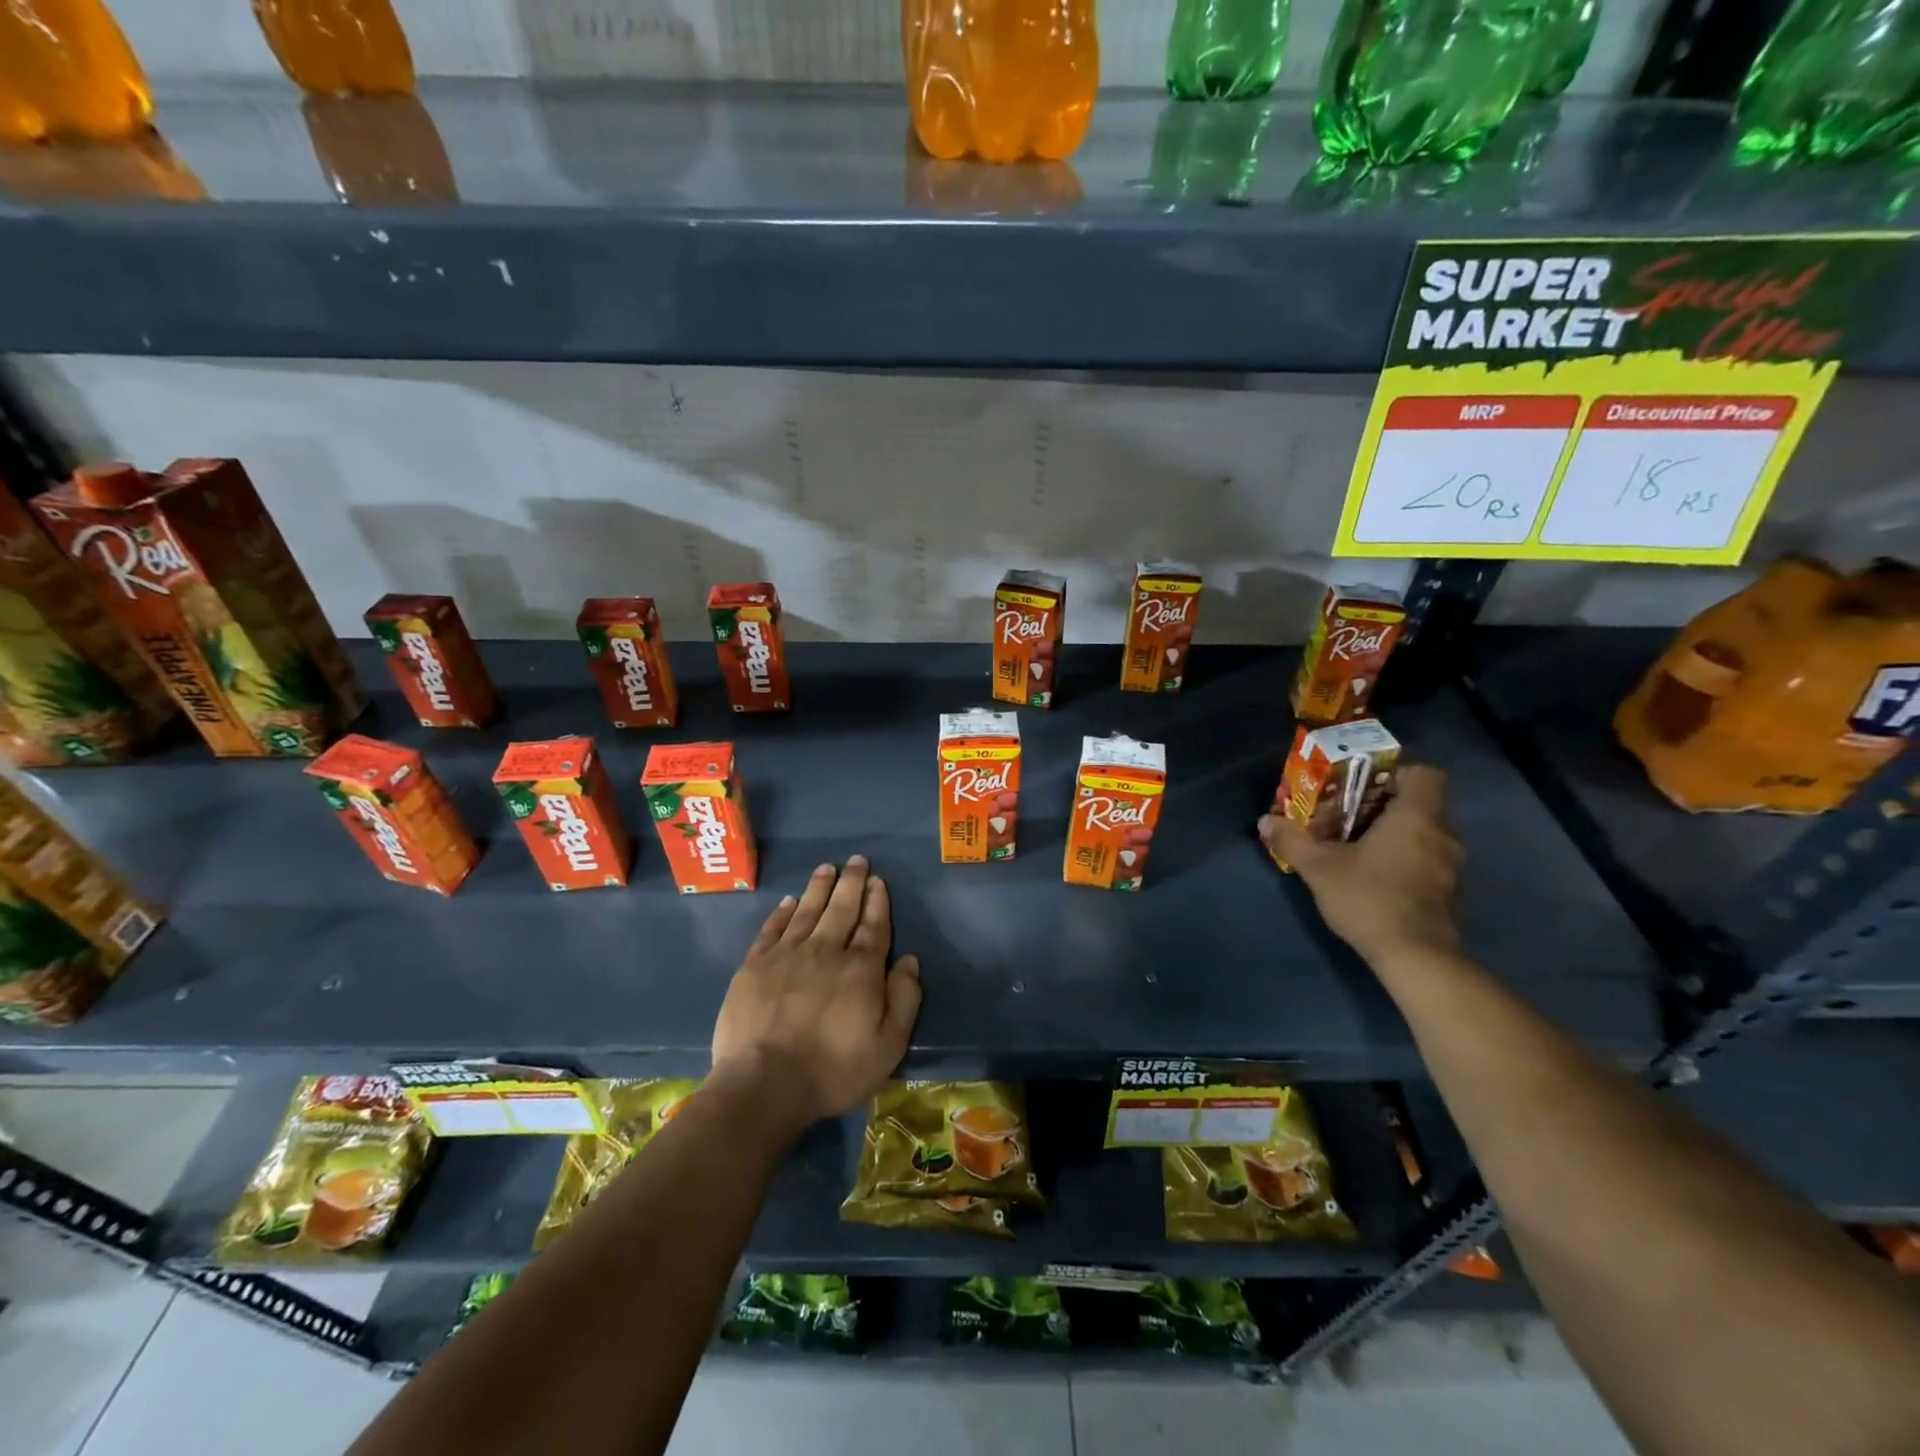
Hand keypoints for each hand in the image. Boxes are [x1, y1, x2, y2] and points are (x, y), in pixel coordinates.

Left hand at [710, 856, 921, 1132]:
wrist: (765, 1084)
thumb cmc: (834, 1070)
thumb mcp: (888, 1045)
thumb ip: (904, 999)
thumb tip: (909, 960)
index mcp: (861, 968)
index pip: (873, 925)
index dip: (877, 901)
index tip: (877, 880)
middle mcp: (826, 951)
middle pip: (841, 909)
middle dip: (852, 883)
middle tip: (856, 861)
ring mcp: (787, 955)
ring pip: (807, 911)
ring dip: (819, 888)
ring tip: (827, 868)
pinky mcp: (755, 966)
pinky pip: (772, 929)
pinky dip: (782, 912)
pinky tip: (789, 901)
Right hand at [1258, 764, 1463, 966]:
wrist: (1416, 957)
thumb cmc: (1369, 897)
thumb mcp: (1318, 867)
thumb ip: (1292, 840)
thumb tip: (1265, 821)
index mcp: (1416, 816)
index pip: (1424, 774)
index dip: (1395, 774)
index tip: (1362, 787)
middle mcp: (1442, 834)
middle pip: (1418, 804)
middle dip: (1381, 808)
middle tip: (1344, 819)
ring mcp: (1450, 866)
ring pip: (1422, 834)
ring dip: (1392, 836)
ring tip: (1354, 850)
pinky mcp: (1448, 893)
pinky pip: (1426, 860)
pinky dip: (1402, 861)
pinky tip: (1372, 878)